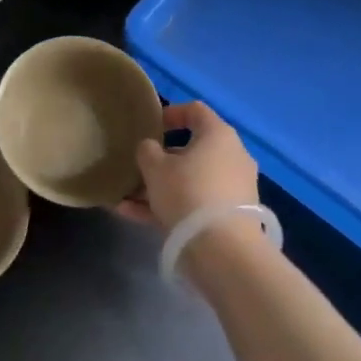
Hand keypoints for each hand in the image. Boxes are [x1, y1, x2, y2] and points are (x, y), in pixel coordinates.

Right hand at [121, 102, 257, 233]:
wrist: (223, 249)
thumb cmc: (187, 192)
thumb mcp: (155, 167)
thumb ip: (147, 151)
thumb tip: (151, 148)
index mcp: (218, 135)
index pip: (195, 111)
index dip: (171, 113)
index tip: (151, 126)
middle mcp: (232, 156)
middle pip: (193, 150)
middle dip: (162, 159)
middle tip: (138, 167)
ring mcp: (234, 188)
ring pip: (191, 181)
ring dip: (160, 187)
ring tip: (127, 198)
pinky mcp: (231, 217)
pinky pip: (195, 205)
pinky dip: (169, 208)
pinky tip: (133, 216)